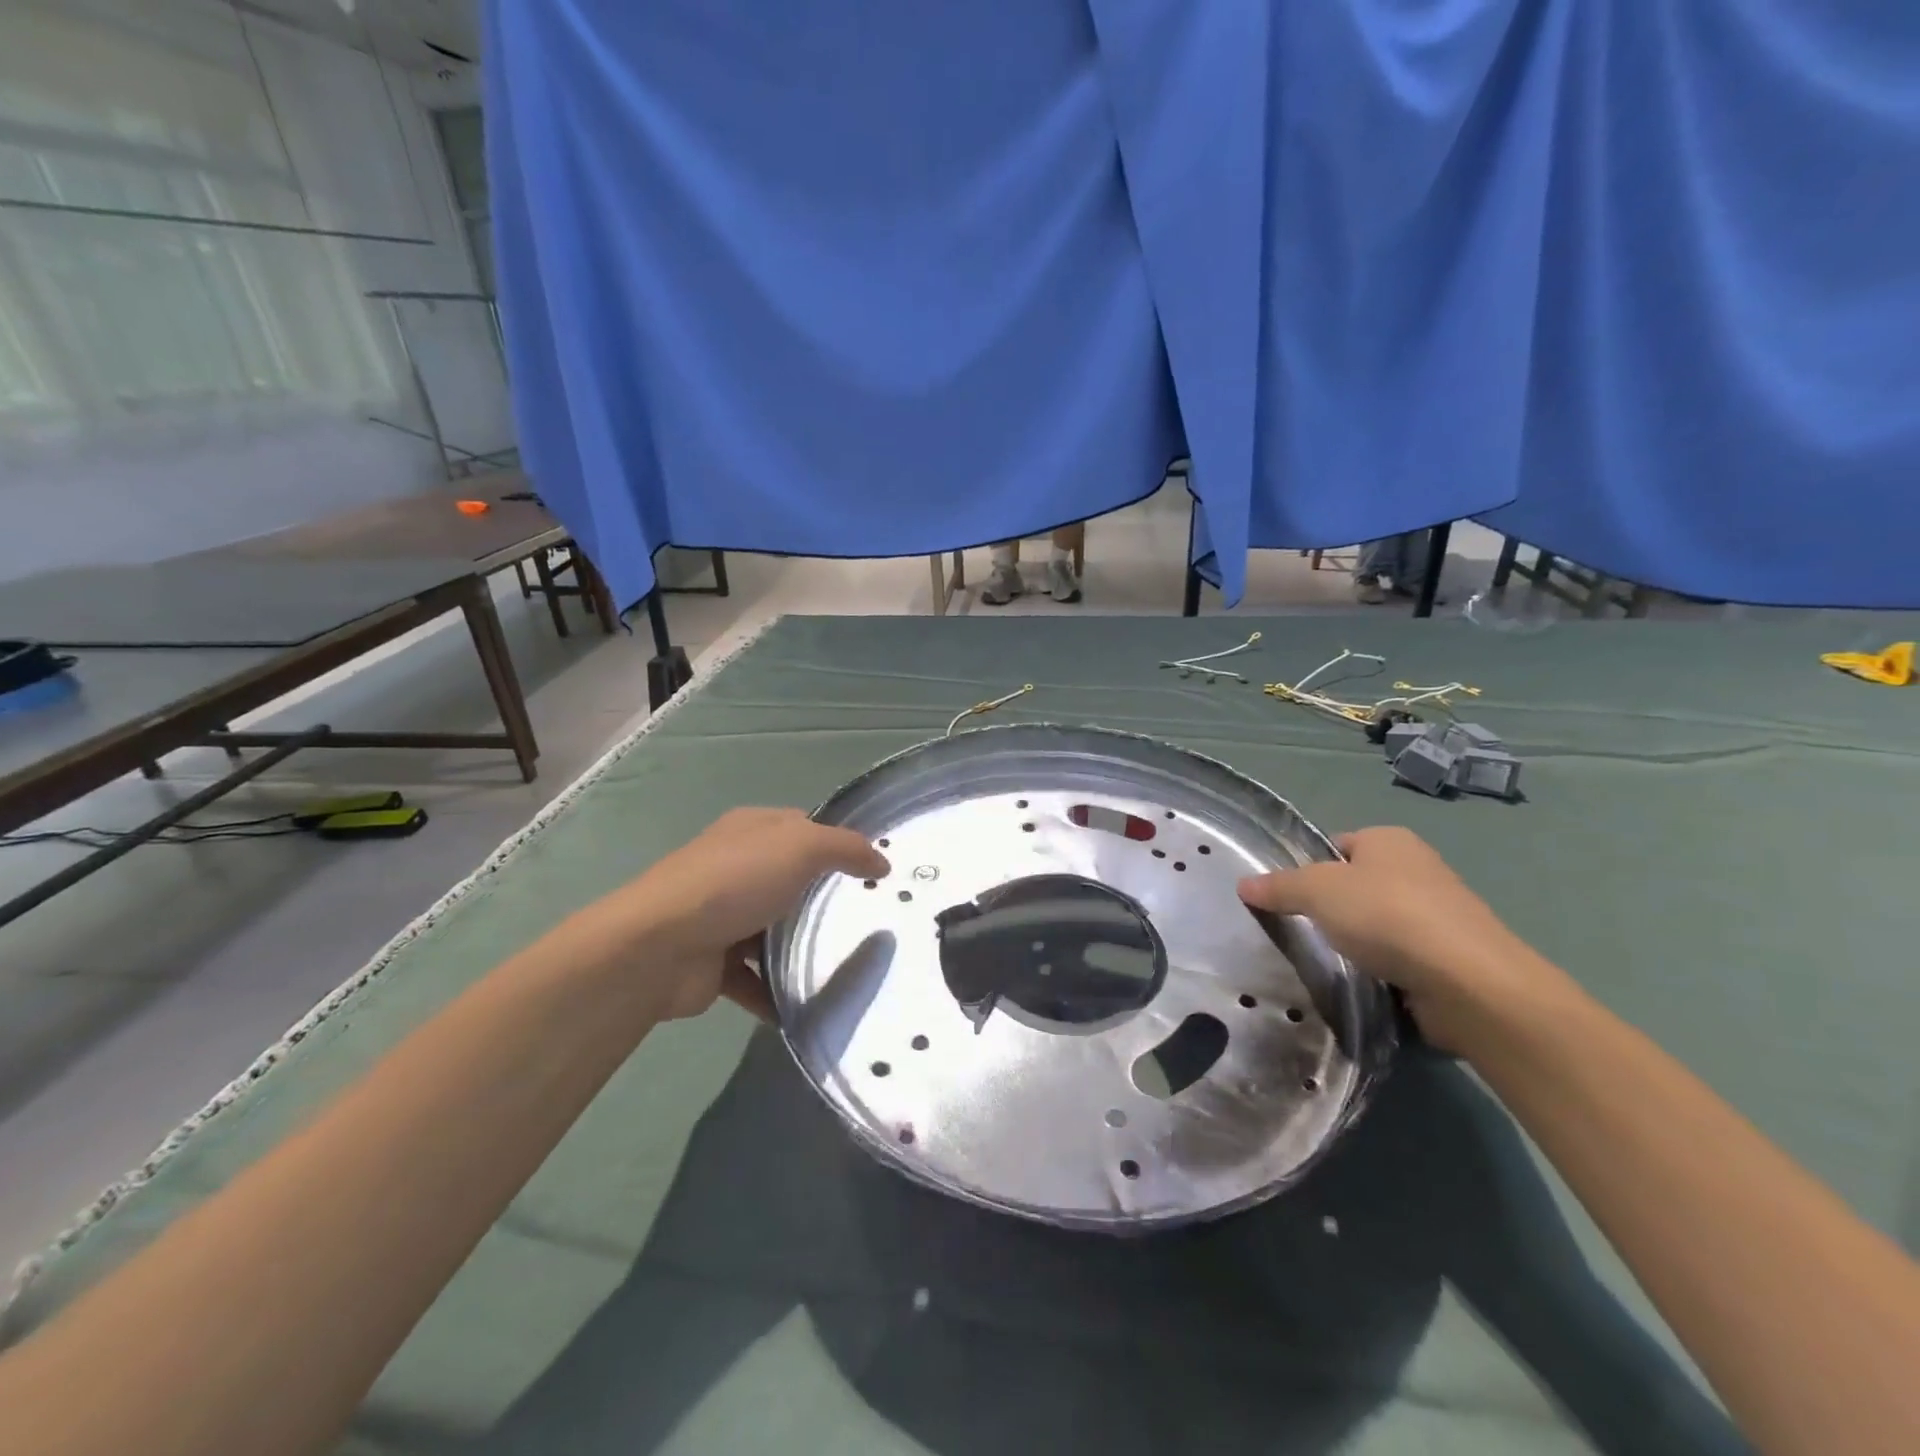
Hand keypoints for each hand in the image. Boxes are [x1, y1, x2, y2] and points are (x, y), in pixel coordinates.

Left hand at [574, 808, 888, 1021]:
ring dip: (800, 949)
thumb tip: (882, 860)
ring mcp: (721, 917)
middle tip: (868, 918)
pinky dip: (776, 993)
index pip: (802, 827)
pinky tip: (805, 1006)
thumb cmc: (734, 884)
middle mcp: (734, 868)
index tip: (874, 869)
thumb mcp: (800, 847)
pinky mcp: (713, 964)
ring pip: (773, 931)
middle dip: (824, 899)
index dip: (837, 842)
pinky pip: (755, 979)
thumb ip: (845, 848)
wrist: (659, 949)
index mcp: (751, 830)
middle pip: (790, 879)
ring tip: (846, 966)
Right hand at [1237, 826, 1566, 1050]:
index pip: (1336, 846)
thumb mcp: (1317, 891)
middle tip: (1299, 930)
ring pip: (1377, 923)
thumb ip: (1279, 886)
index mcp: (1390, 840)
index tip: (1286, 897)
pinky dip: (1381, 968)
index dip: (1308, 868)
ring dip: (1356, 941)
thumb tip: (1243, 884)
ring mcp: (1438, 914)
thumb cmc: (1387, 916)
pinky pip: (1400, 956)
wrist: (1468, 982)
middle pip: (1356, 885)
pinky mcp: (1449, 957)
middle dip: (1331, 908)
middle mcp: (1417, 868)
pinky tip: (1362, 982)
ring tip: (1328, 961)